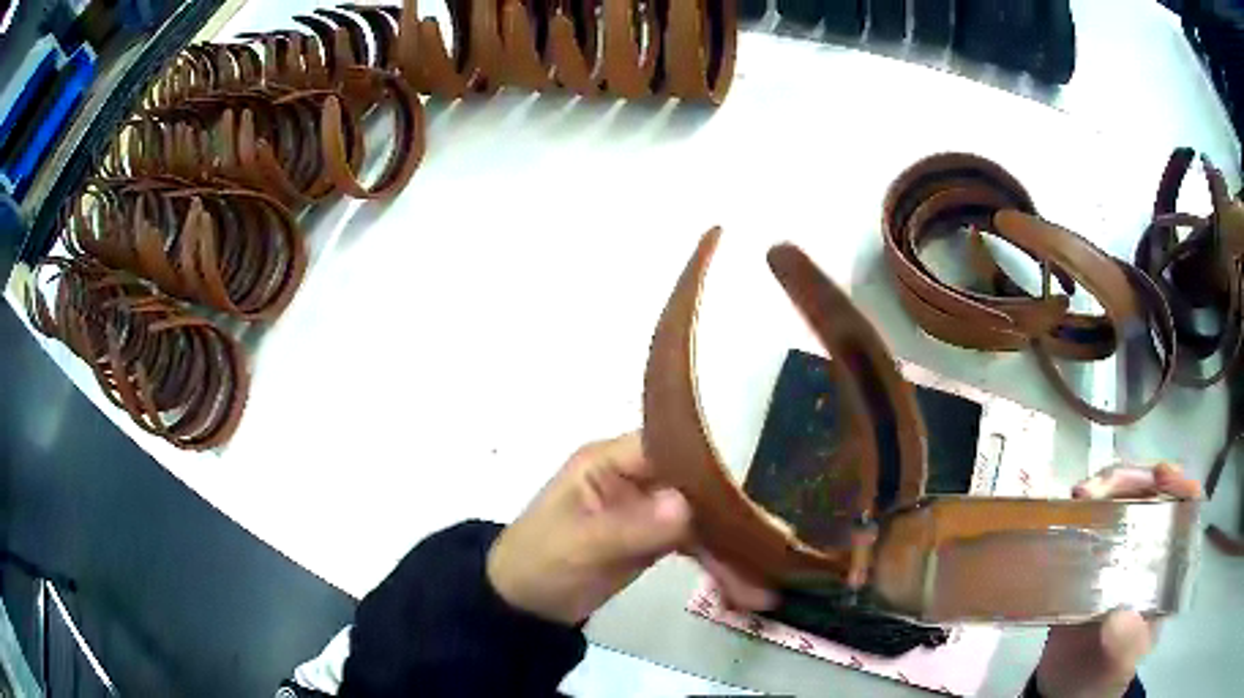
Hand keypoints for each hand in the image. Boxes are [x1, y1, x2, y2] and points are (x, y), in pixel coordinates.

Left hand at [487, 432, 775, 624]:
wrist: (523, 605)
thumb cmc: (538, 564)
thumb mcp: (579, 547)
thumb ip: (631, 527)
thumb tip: (688, 506)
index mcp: (611, 461)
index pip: (673, 445)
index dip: (716, 457)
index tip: (762, 478)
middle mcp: (636, 476)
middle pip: (697, 484)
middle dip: (736, 513)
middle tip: (782, 538)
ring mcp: (648, 508)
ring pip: (702, 519)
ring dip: (733, 550)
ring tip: (767, 584)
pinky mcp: (655, 538)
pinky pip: (695, 545)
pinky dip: (718, 566)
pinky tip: (746, 590)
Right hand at [1034, 463, 1201, 697]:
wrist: (1064, 693)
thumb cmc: (1102, 678)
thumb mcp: (1118, 667)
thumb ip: (1125, 645)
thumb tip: (1118, 616)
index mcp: (1168, 569)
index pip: (1186, 510)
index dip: (1179, 484)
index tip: (1161, 476)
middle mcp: (1150, 550)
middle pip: (1152, 494)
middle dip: (1132, 479)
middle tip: (1101, 487)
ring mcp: (1121, 552)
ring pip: (1123, 498)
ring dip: (1105, 487)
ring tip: (1079, 495)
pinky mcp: (1092, 558)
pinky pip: (1093, 520)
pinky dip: (1083, 507)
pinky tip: (1068, 509)